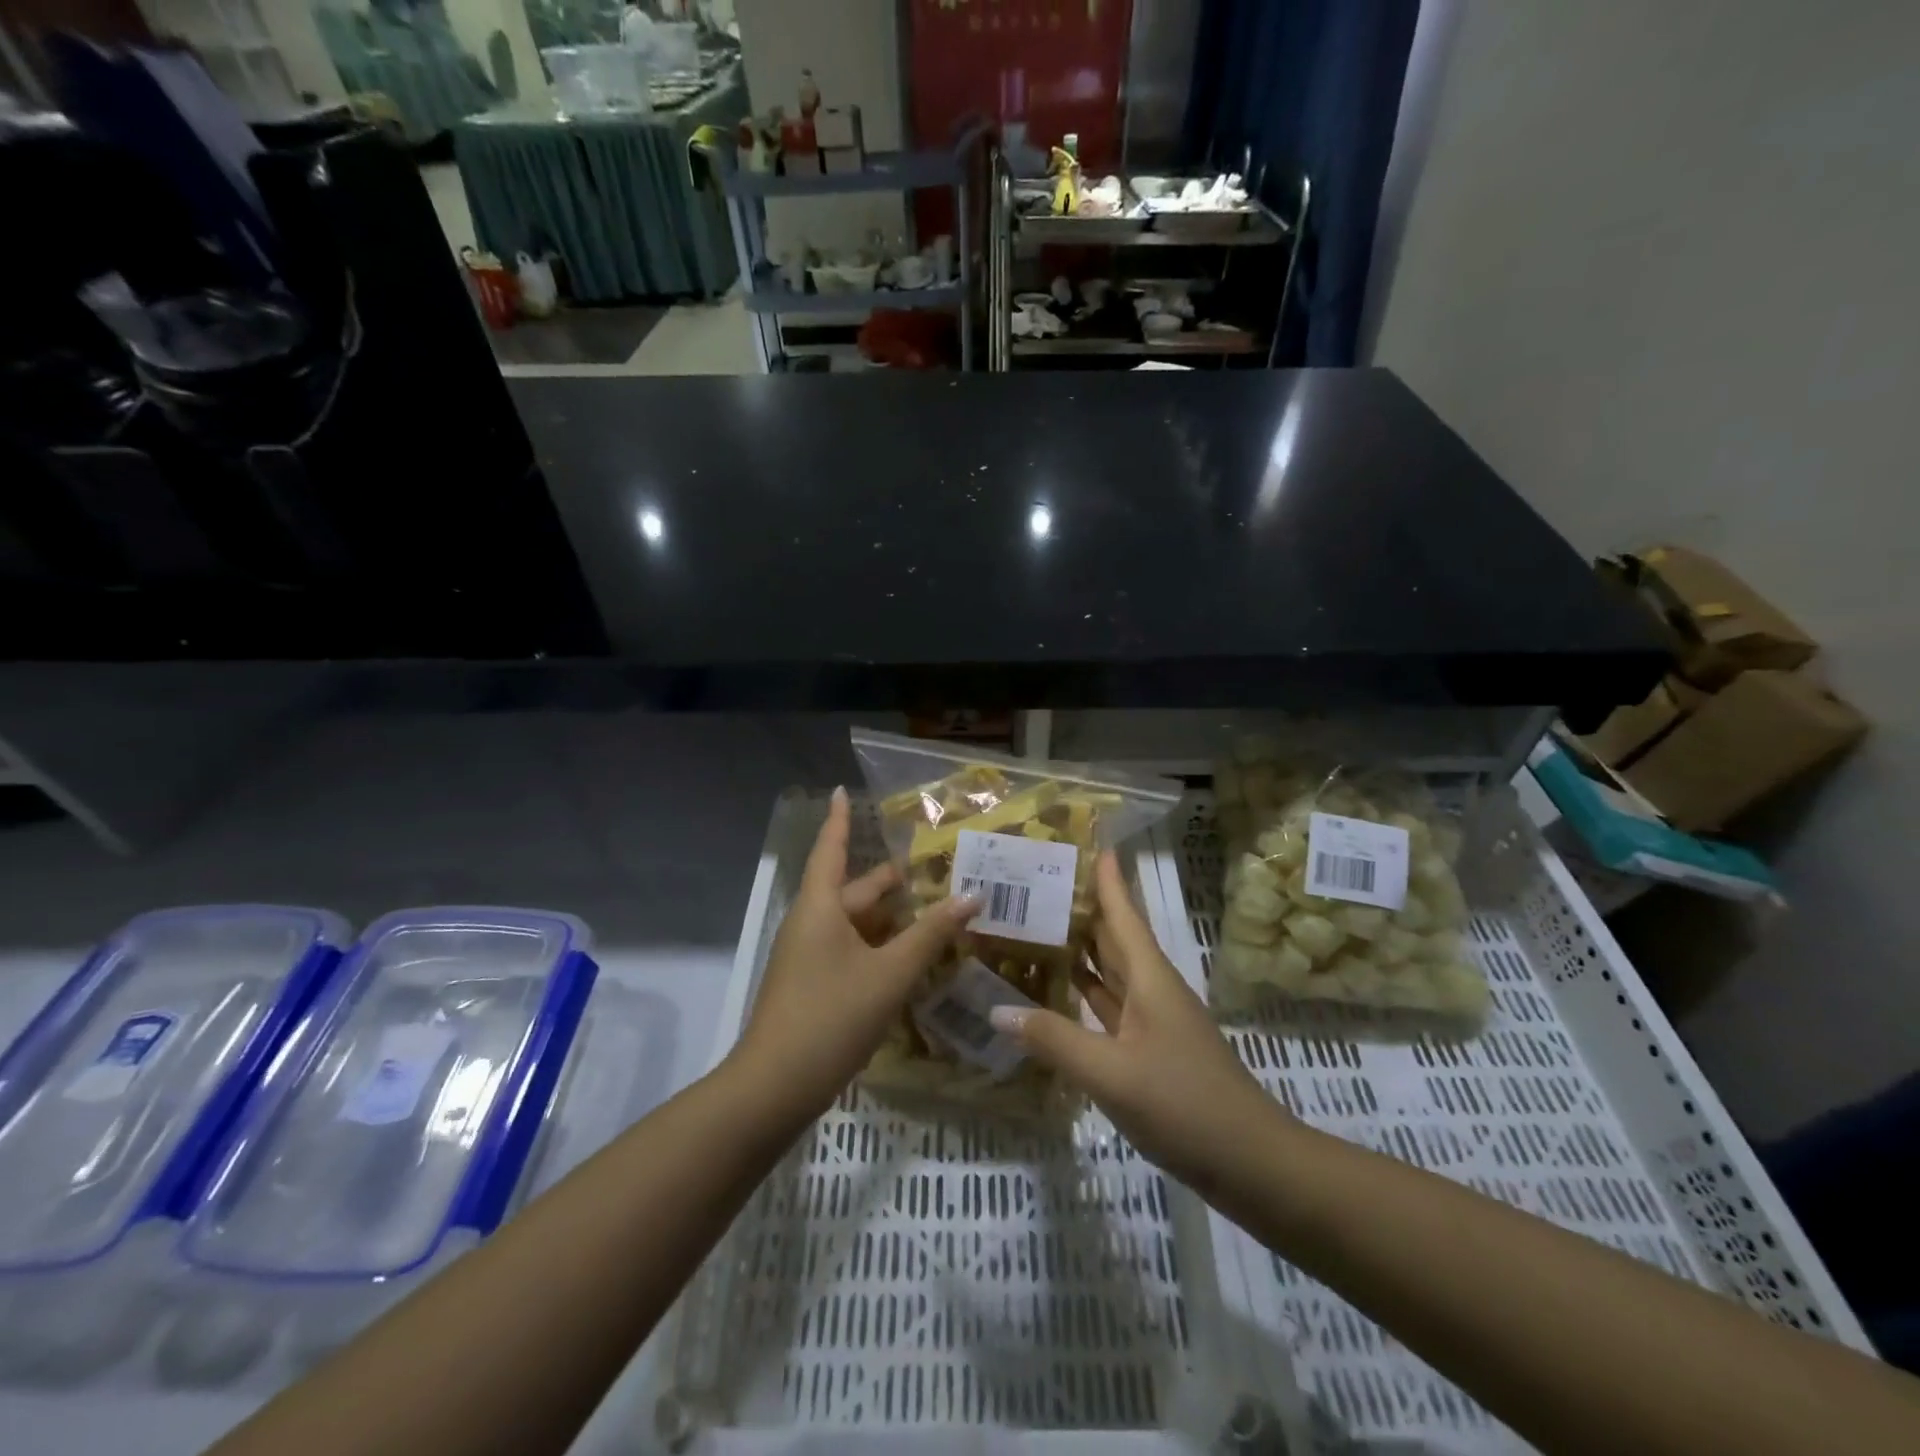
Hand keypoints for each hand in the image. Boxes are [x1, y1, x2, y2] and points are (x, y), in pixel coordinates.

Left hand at [730, 788, 977, 1117]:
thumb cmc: (831, 1016)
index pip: (830, 849)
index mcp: (820, 908)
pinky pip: (850, 951)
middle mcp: (811, 925)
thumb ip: (931, 935)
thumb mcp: (889, 973)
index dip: (839, 819)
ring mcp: (808, 958)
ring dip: (889, 918)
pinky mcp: (812, 986)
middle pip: (854, 891)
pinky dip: (879, 947)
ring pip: (854, 925)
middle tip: (933, 869)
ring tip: (933, 912)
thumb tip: (972, 896)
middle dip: (890, 881)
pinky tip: (909, 959)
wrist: (775, 1087)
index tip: (842, 790)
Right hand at [987, 851, 1290, 1193]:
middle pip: (1114, 938)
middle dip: (1084, 908)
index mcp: (1149, 978)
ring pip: (1110, 973)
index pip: (1123, 915)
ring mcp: (1152, 1022)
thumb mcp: (1112, 1073)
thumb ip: (1054, 1040)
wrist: (1251, 1163)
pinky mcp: (1149, 1051)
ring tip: (1037, 925)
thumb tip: (997, 1009)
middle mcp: (1151, 990)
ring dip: (1080, 949)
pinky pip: (1108, 1008)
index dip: (1108, 879)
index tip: (1088, 842)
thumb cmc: (1185, 1104)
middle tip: (1039, 882)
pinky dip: (1083, 995)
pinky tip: (1056, 993)